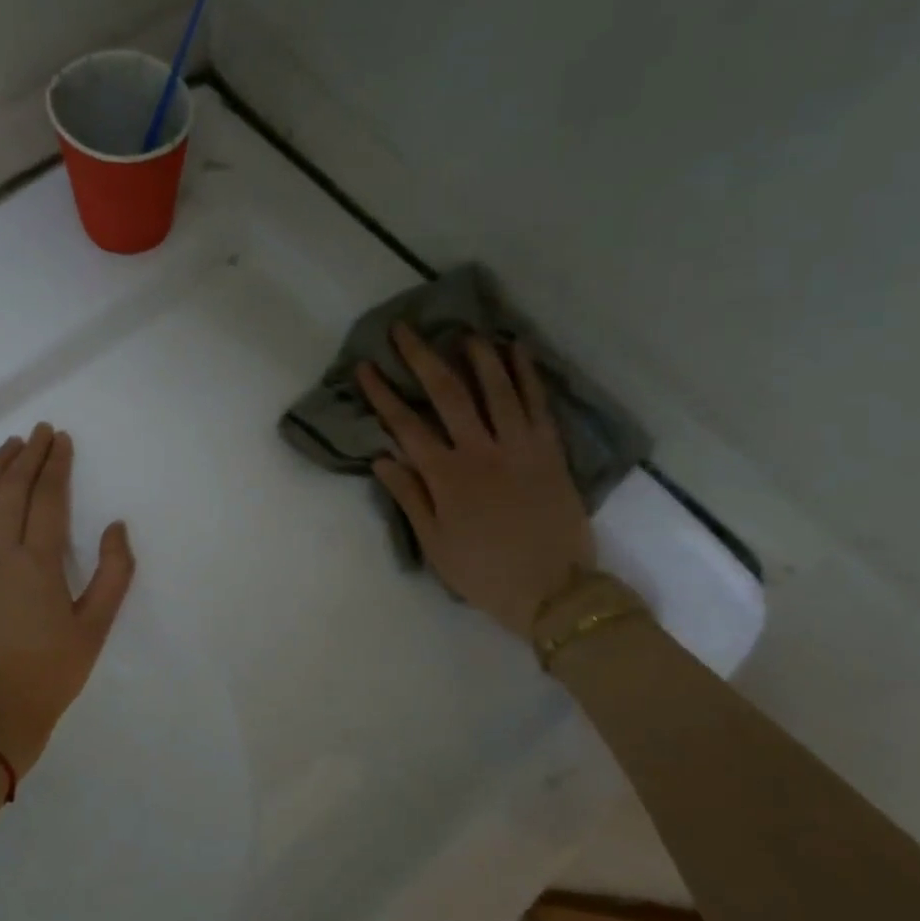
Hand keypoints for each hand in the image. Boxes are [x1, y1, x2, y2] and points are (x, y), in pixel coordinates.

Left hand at [0, 423, 134, 775]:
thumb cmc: (53, 671)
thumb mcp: (96, 626)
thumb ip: (113, 573)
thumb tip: (116, 527)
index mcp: (37, 564)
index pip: (46, 498)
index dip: (55, 465)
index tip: (61, 439)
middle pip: (11, 490)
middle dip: (27, 455)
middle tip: (41, 431)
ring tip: (10, 445)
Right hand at [357, 325, 592, 642]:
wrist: (553, 590)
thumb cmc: (485, 572)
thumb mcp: (435, 544)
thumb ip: (410, 497)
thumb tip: (382, 459)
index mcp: (447, 477)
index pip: (406, 426)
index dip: (383, 394)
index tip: (366, 367)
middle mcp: (481, 451)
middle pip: (448, 394)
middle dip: (422, 358)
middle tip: (405, 330)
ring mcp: (520, 446)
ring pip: (497, 388)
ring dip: (478, 355)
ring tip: (463, 331)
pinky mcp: (550, 450)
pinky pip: (537, 403)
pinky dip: (527, 374)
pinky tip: (518, 350)